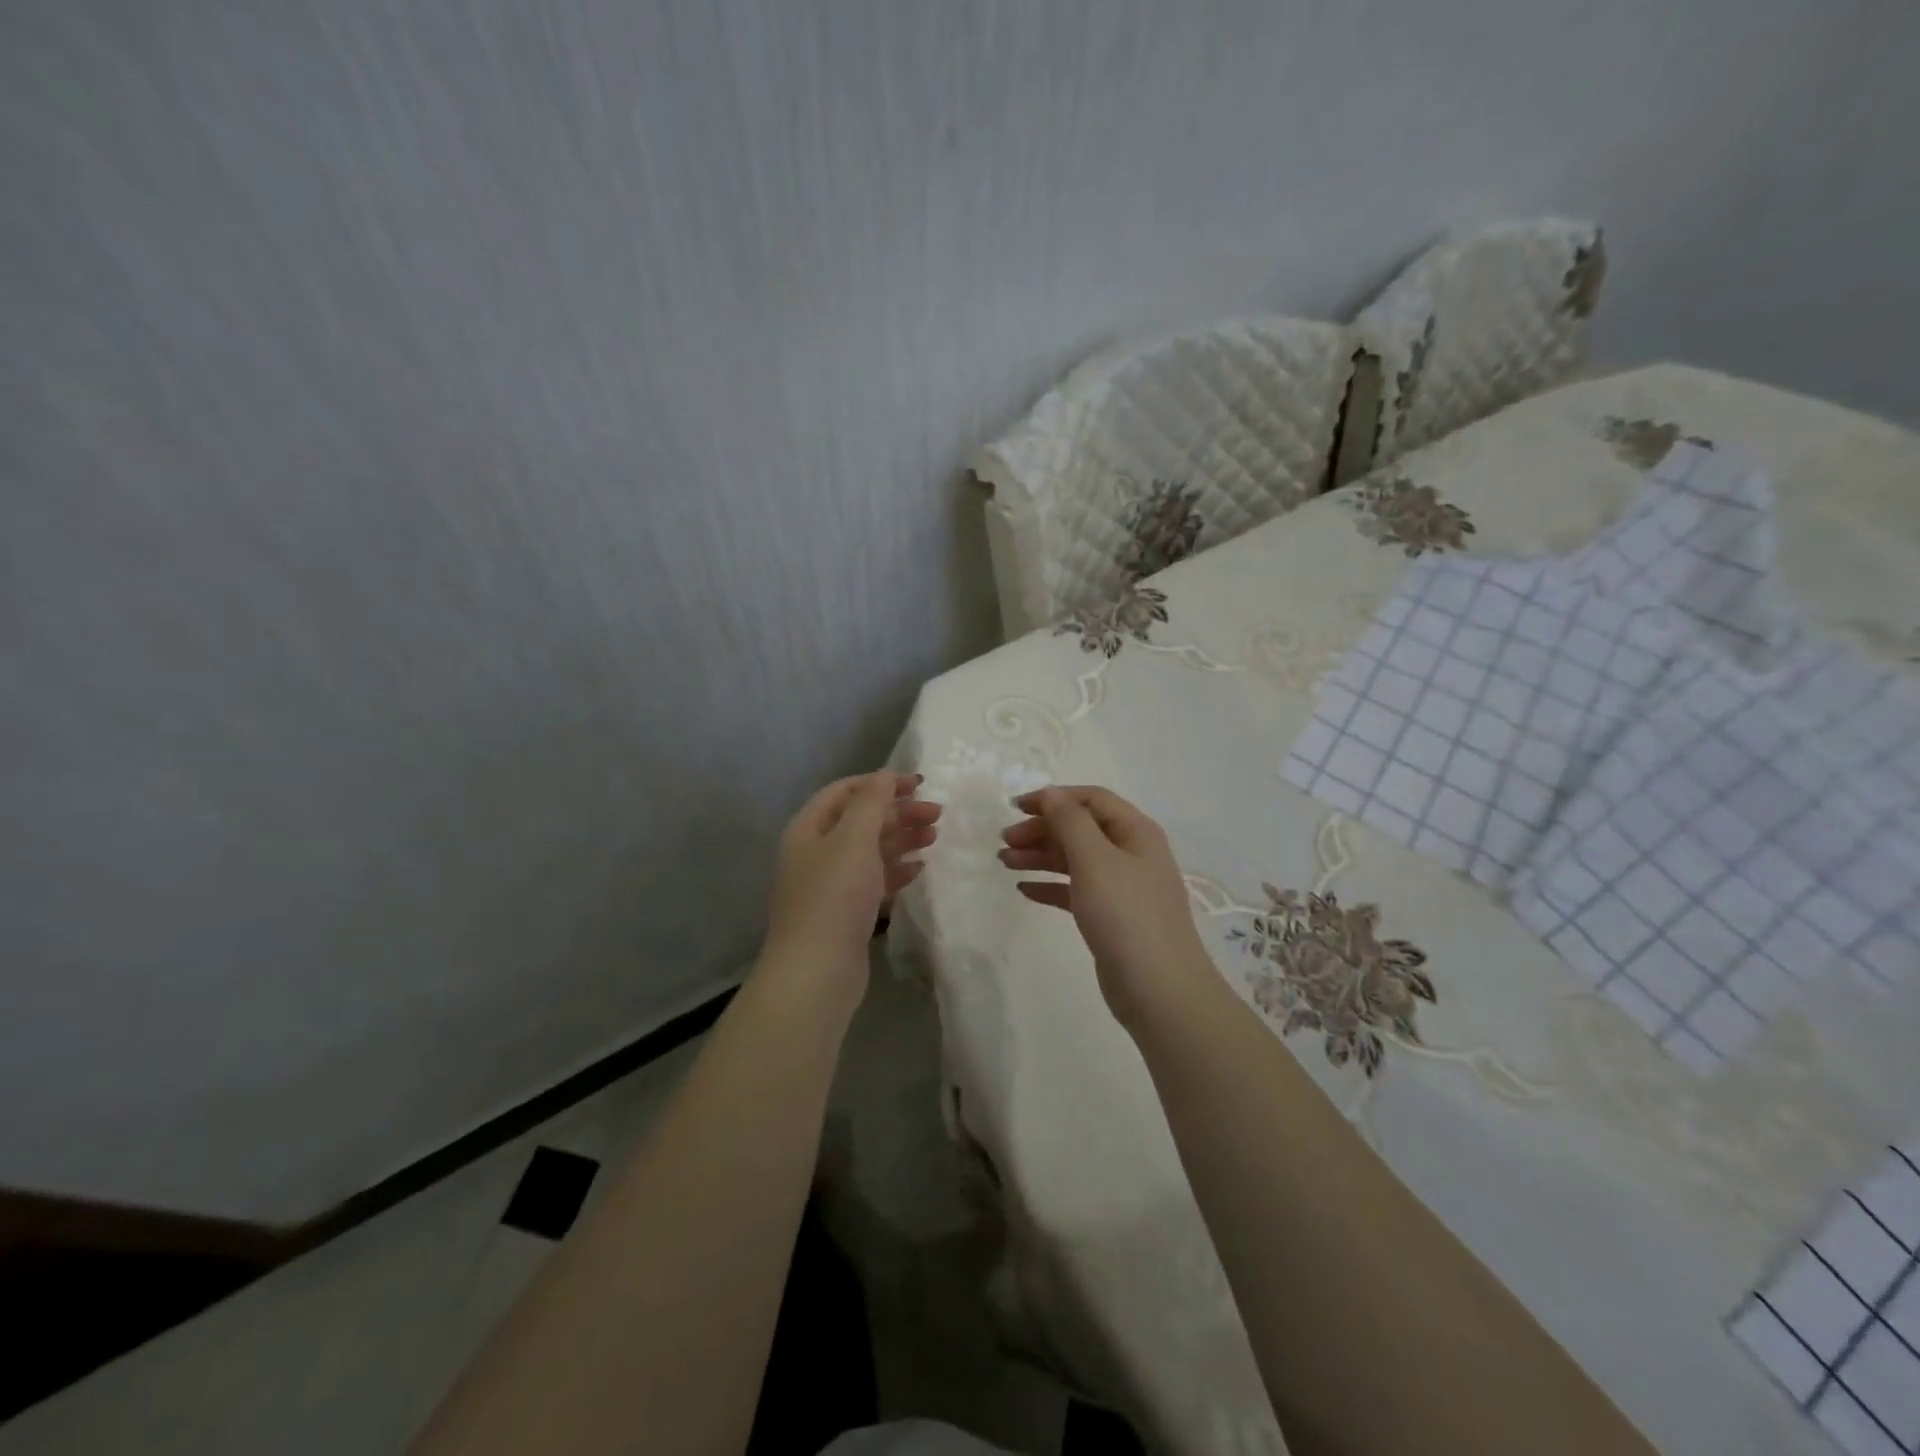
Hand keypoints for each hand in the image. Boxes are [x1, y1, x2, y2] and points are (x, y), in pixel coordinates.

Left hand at [762, 771, 939, 997]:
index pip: (845, 791)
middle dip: (898, 812)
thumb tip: (884, 775)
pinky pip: (873, 880)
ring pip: (869, 850)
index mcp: (809, 829)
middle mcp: (815, 852)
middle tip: (937, 814)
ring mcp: (829, 885)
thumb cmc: (834, 896)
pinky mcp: (844, 913)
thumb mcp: (854, 839)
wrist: (816, 972)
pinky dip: (896, 870)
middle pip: (860, 820)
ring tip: (934, 836)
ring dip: (901, 839)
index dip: (880, 783)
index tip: (919, 784)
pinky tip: (919, 868)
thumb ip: (872, 802)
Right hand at [999, 786, 1215, 1027]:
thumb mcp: (1094, 858)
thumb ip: (1069, 821)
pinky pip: (1076, 891)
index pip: (1091, 800)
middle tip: (1004, 840)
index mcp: (1135, 832)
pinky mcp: (1111, 918)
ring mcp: (1123, 888)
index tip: (1015, 807)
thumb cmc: (1125, 913)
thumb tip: (1050, 793)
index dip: (1053, 798)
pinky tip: (1025, 890)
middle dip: (1042, 830)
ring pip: (1075, 860)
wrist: (1158, 989)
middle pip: (1081, 829)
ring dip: (1040, 857)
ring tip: (1004, 862)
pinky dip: (1050, 886)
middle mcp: (1132, 854)